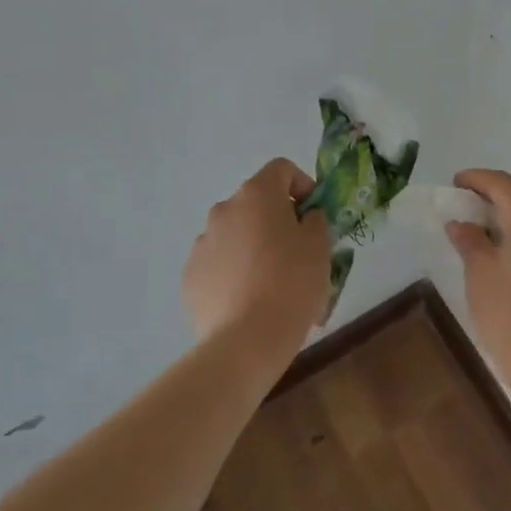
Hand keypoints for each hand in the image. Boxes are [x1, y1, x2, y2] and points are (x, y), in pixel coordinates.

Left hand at [185, 159, 331, 373]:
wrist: (246, 341)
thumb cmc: (291, 283)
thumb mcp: (320, 246)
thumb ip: (315, 220)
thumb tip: (304, 218)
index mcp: (257, 195)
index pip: (281, 169)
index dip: (302, 185)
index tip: (314, 215)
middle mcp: (224, 209)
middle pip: (256, 202)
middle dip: (277, 220)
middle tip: (297, 252)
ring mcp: (202, 243)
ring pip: (235, 233)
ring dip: (253, 245)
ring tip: (272, 283)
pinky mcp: (190, 276)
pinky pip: (218, 262)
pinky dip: (233, 271)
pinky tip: (248, 300)